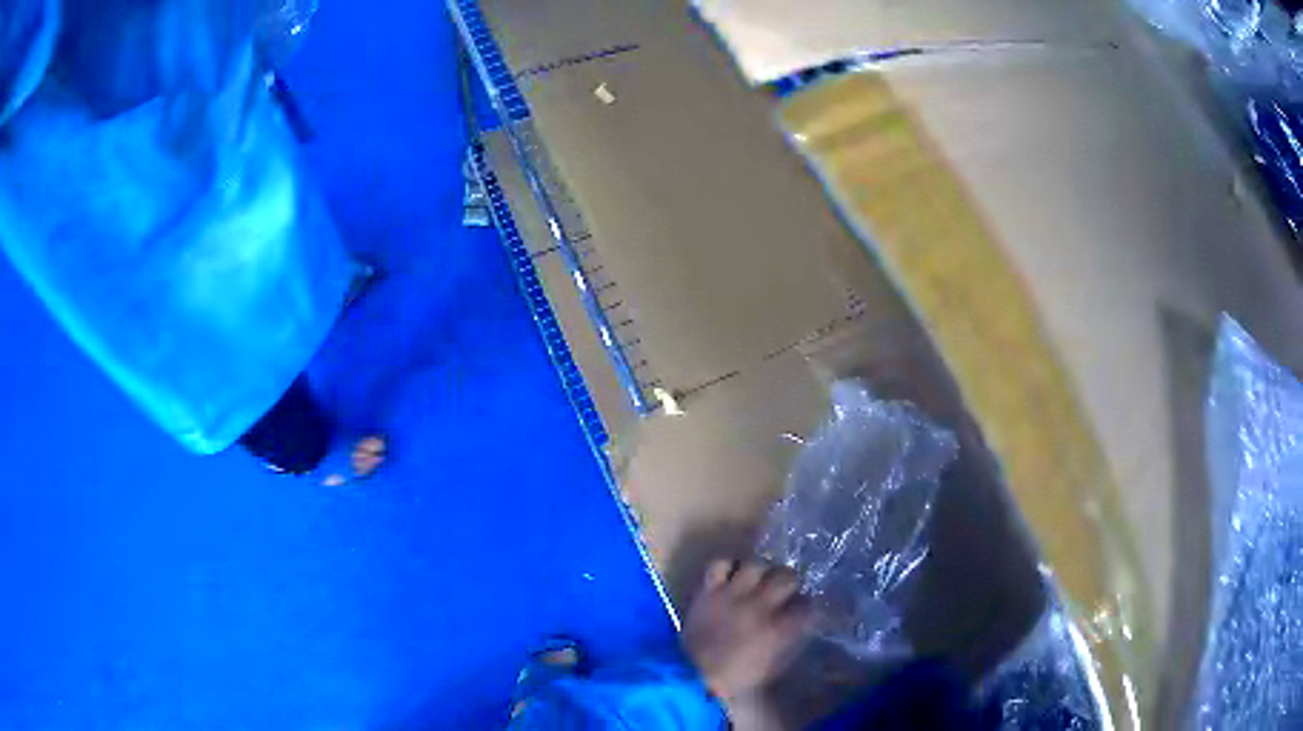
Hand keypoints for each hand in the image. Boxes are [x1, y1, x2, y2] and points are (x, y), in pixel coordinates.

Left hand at [683, 559, 813, 707]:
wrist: (694, 676)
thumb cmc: (737, 676)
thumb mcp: (773, 664)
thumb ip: (789, 641)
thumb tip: (799, 625)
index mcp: (779, 628)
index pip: (808, 605)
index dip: (808, 605)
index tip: (805, 607)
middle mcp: (759, 606)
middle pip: (787, 577)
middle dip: (791, 581)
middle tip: (785, 588)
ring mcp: (732, 596)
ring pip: (755, 565)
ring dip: (761, 572)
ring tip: (758, 579)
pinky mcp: (708, 592)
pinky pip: (719, 565)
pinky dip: (727, 566)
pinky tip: (731, 575)